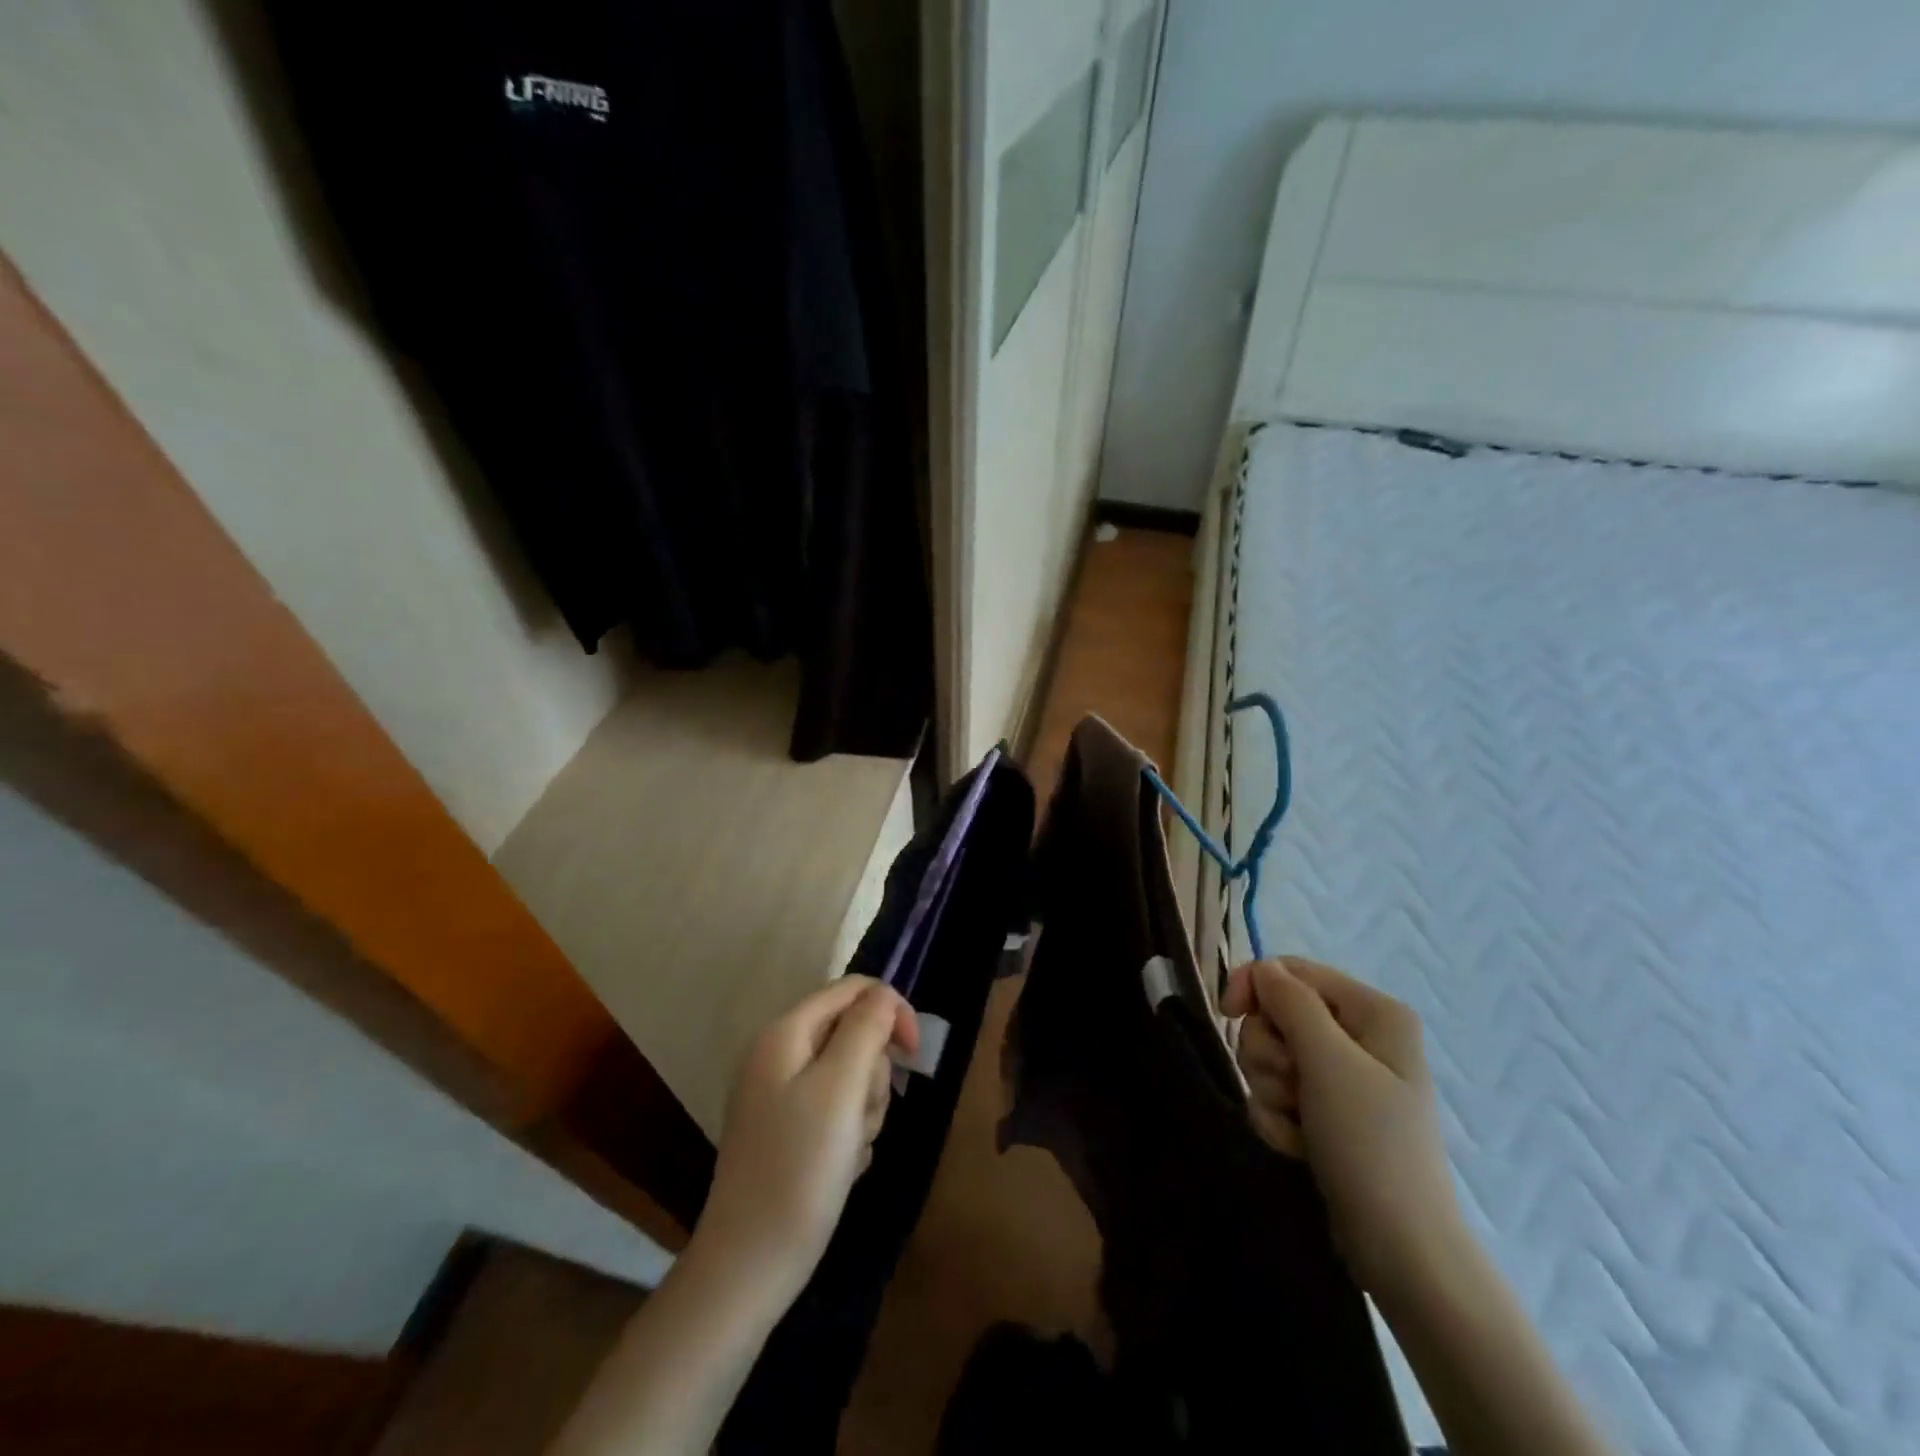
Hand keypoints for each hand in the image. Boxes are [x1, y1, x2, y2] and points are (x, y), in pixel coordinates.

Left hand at [694, 976, 918, 1304]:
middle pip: (853, 1033)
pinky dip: (850, 1134)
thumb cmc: (799, 1169)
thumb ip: (866, 1029)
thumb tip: (883, 993)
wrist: (749, 1266)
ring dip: (865, 1108)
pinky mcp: (788, 1131)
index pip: (852, 990)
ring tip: (850, 1148)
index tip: (914, 1054)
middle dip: (873, 1073)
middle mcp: (779, 1055)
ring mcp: (780, 1095)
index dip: (890, 1011)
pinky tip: (841, 1167)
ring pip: (850, 1075)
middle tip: (861, 1115)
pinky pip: (837, 1111)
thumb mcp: (840, 1088)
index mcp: (785, 1033)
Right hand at [1222, 957, 1459, 1291]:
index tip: (1227, 1013)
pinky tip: (1300, 1145)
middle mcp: (1359, 1037)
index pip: (1292, 971)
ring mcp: (1342, 1078)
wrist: (1399, 1248)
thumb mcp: (1328, 1062)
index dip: (1254, 985)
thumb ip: (1291, 1003)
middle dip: (1270, 1053)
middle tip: (1291, 1087)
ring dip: (1271, 1090)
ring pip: (1270, 1056)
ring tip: (1299, 1124)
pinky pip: (1277, 1093)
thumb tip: (1263, 969)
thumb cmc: (1369, 1143)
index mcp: (1373, 1012)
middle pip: (1276, 1015)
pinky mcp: (1326, 1112)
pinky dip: (1278, 1118)